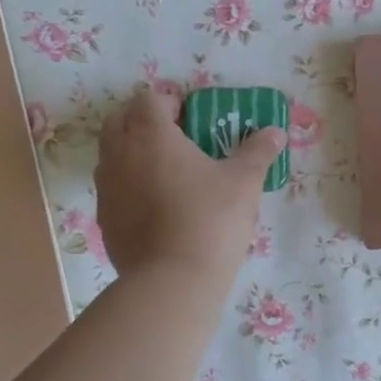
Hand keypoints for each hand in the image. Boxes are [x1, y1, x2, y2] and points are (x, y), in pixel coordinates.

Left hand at [94, 87, 283, 281]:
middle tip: (177, 138)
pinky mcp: (104, 219)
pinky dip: (129, 184)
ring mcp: (107, 188)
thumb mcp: (244, 182)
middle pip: (121, 120)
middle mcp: (120, 154)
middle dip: (144, 121)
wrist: (172, 281)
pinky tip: (157, 205)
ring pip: (112, 154)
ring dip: (133, 151)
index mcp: (151, 135)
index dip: (170, 101)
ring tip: (167, 170)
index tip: (193, 117)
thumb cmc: (211, 219)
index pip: (149, 99)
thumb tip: (276, 132)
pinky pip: (113, 188)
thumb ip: (258, 151)